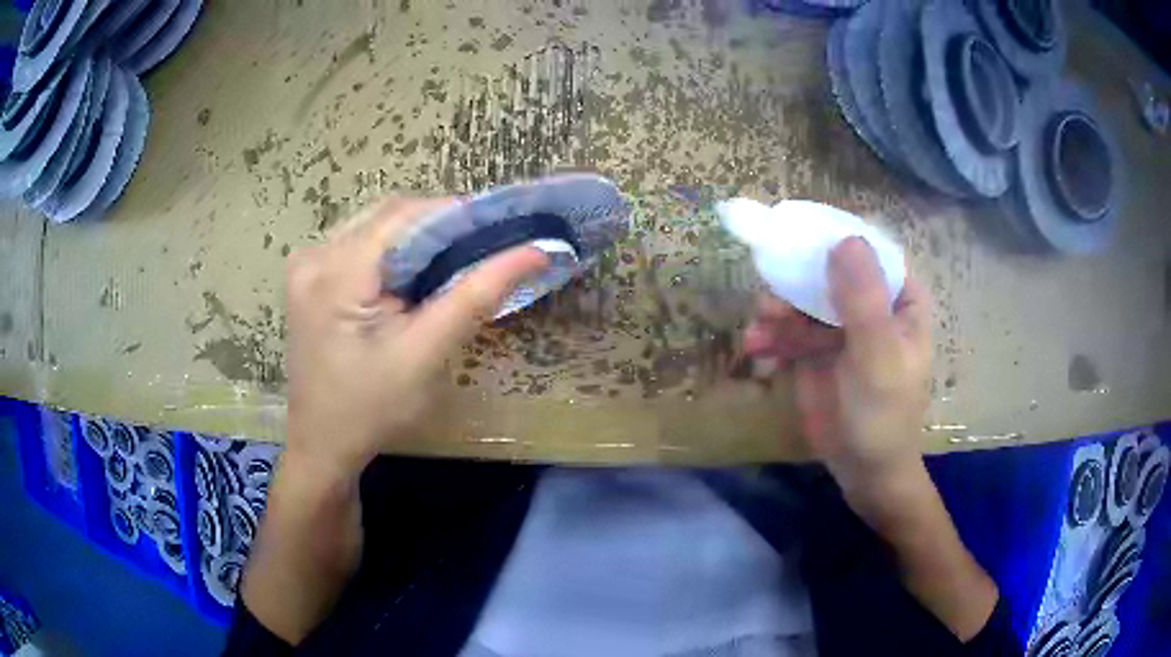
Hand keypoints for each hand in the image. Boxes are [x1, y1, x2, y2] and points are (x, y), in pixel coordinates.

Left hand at [285, 196, 548, 479]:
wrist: (324, 444)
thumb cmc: (372, 409)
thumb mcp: (426, 355)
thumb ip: (476, 296)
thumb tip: (534, 252)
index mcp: (335, 273)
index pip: (403, 215)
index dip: (456, 213)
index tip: (501, 228)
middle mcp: (314, 255)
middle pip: (388, 216)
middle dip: (438, 226)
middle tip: (482, 250)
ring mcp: (307, 264)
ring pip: (376, 226)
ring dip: (418, 239)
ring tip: (454, 264)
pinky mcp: (310, 277)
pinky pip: (361, 244)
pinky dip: (395, 252)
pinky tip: (413, 278)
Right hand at [744, 236, 930, 492]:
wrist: (864, 472)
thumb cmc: (884, 415)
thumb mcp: (877, 358)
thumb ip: (863, 301)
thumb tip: (845, 239)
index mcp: (899, 299)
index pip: (870, 251)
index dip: (836, 239)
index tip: (799, 233)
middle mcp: (870, 305)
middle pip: (829, 272)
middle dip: (796, 283)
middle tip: (769, 295)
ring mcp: (840, 328)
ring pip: (803, 300)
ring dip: (777, 313)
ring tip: (758, 333)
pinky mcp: (815, 351)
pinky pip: (789, 330)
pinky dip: (772, 337)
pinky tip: (758, 350)